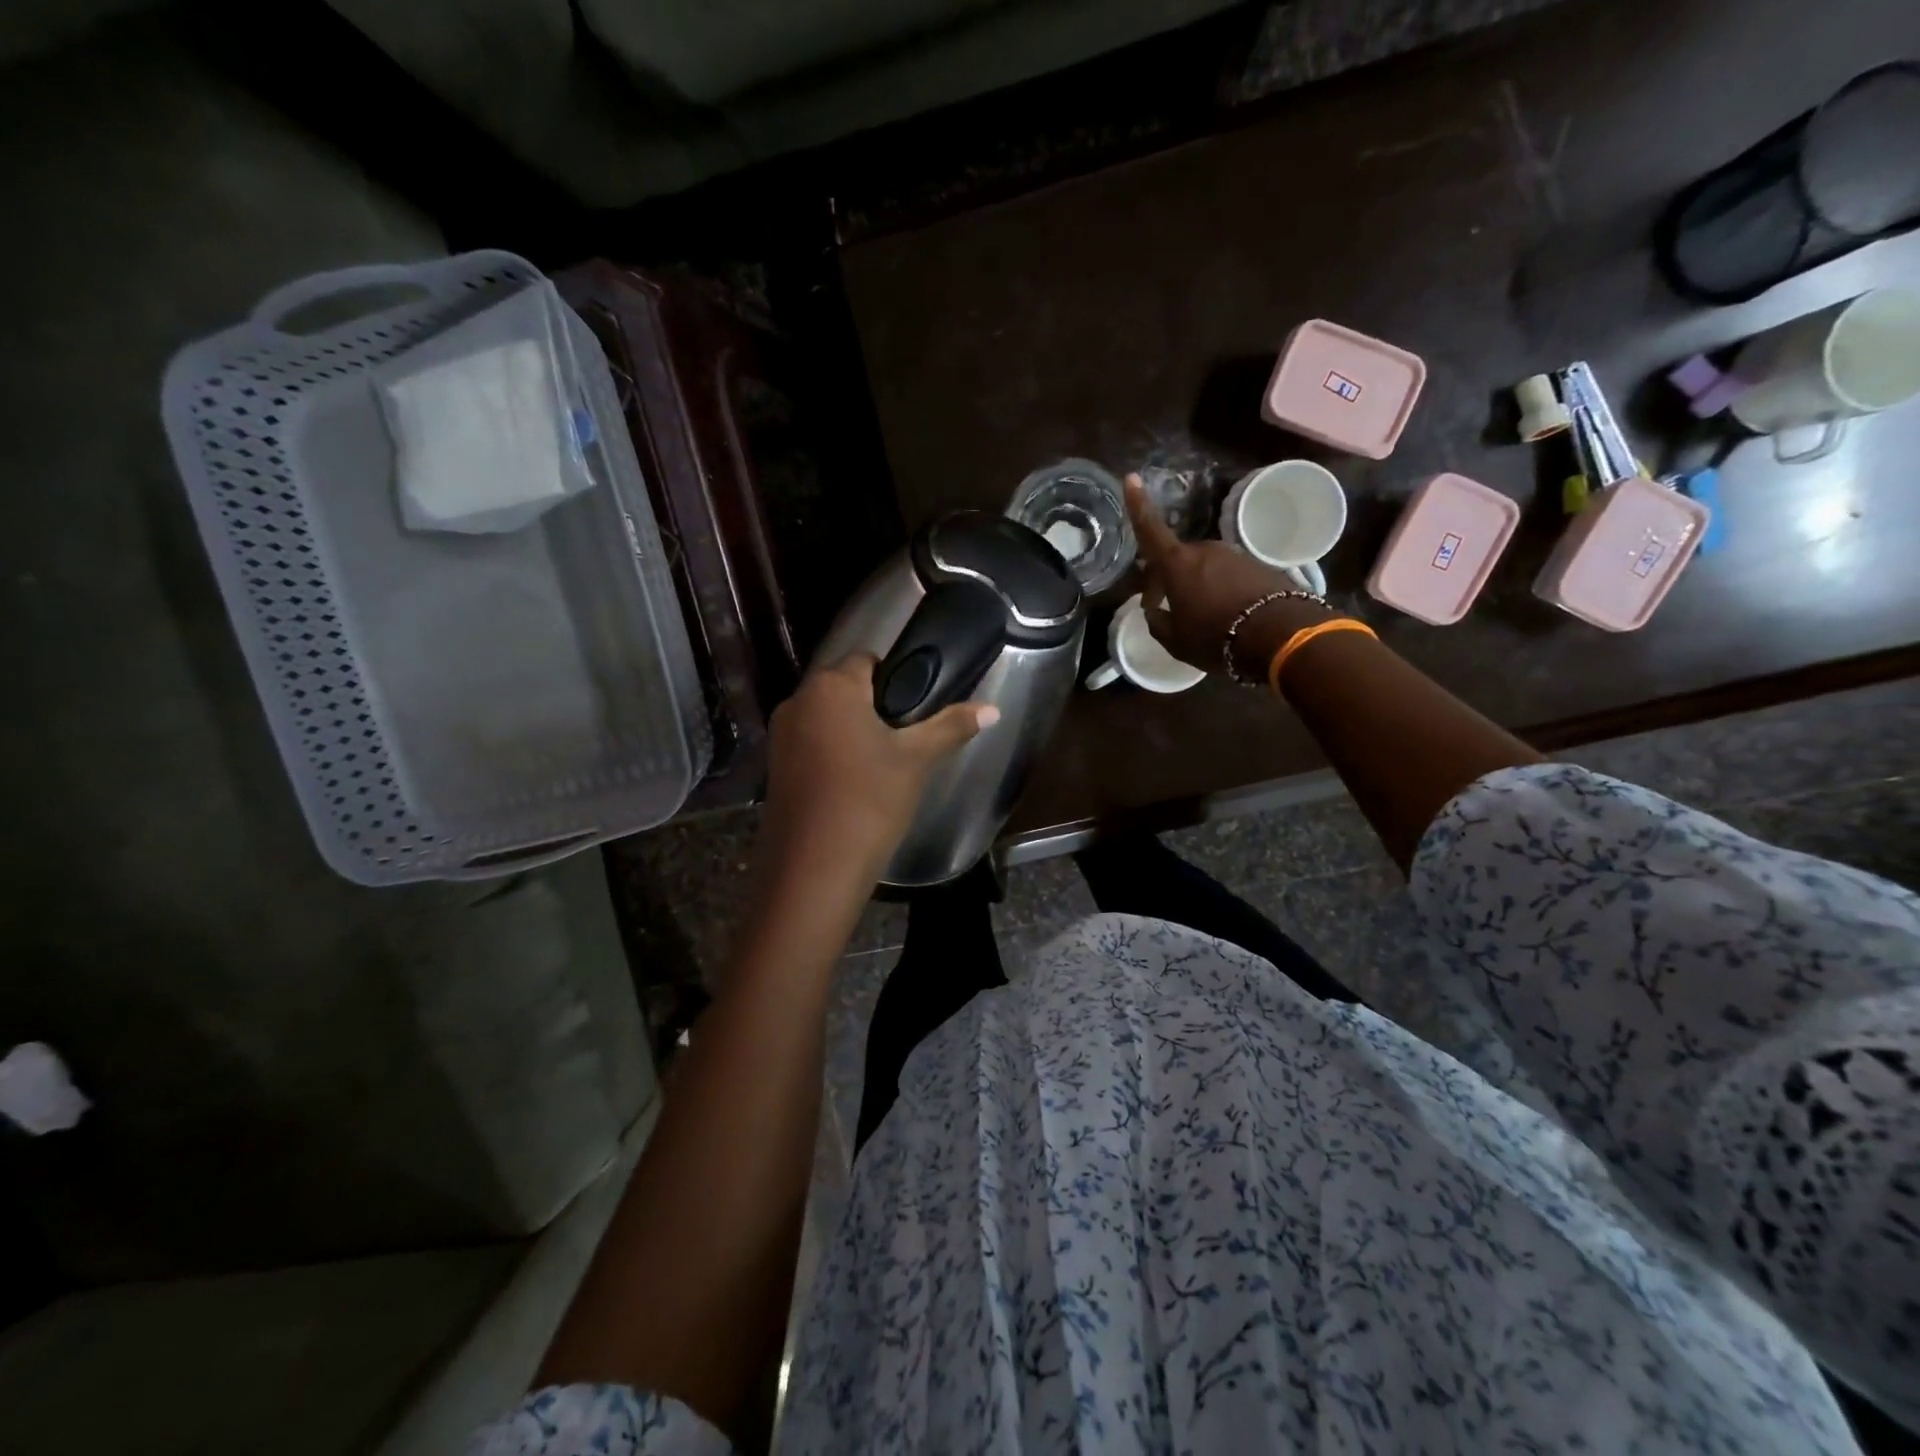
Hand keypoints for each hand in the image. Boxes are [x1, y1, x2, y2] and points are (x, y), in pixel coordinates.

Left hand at [762, 653, 997, 880]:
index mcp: (831, 687)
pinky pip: (809, 745)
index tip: (915, 709)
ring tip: (882, 764)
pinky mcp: (773, 768)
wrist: (814, 869)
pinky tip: (853, 784)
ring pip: (825, 718)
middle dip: (872, 706)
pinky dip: (830, 754)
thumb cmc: (869, 801)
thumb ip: (951, 727)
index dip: (895, 678)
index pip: (867, 660)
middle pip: (843, 688)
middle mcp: (798, 701)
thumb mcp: (916, 761)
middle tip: (905, 739)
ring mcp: (780, 736)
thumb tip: (993, 709)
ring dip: (851, 731)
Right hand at [1126, 474, 1333, 674]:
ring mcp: (1234, 556)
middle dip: (1168, 578)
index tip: (1131, 477)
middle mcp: (1205, 551)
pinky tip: (1225, 614)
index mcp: (1178, 564)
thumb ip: (1158, 623)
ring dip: (1196, 585)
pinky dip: (1221, 589)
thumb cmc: (1216, 637)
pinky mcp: (1258, 566)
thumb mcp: (1176, 641)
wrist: (1279, 635)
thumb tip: (1153, 611)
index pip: (1150, 530)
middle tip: (1163, 606)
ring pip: (1204, 567)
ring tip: (1199, 616)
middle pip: (1178, 559)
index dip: (1138, 505)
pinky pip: (1229, 575)